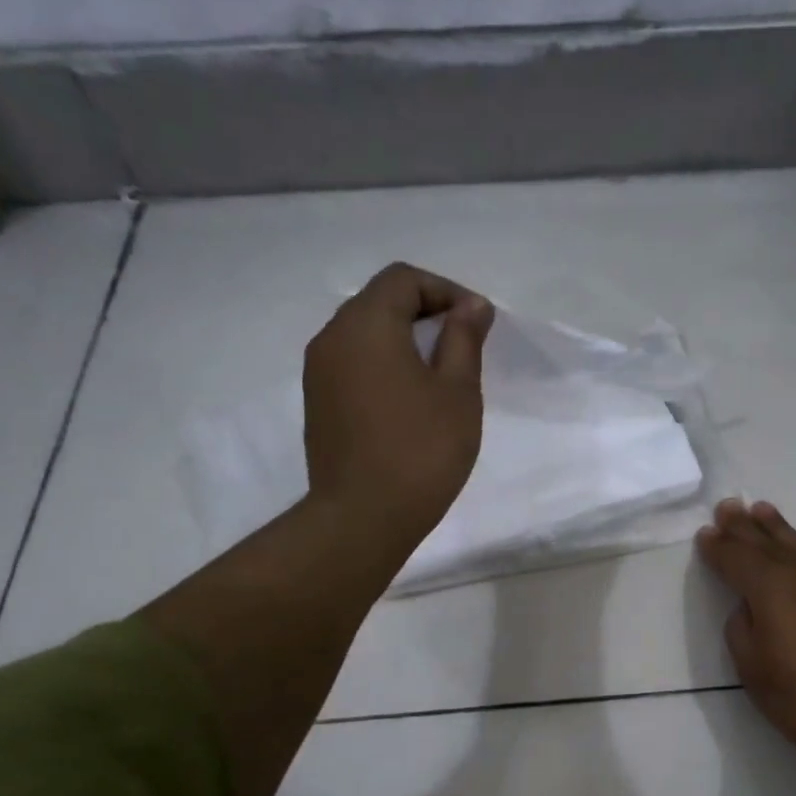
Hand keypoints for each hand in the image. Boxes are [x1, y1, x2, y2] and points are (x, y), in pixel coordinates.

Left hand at [303, 262, 493, 557]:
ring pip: (364, 334)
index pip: (404, 279)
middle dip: (426, 313)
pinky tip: (410, 401)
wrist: (363, 517)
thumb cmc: (421, 450)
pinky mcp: (318, 403)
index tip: (477, 323)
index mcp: (366, 324)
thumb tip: (471, 305)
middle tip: (463, 346)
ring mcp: (318, 373)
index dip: (445, 291)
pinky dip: (384, 365)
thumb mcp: (458, 390)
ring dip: (404, 340)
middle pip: (380, 301)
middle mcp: (332, 337)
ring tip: (440, 375)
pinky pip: (353, 364)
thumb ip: (464, 338)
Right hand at [697, 498, 795, 780]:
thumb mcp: (752, 667)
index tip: (705, 533)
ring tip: (762, 510)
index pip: (735, 559)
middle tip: (728, 506)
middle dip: (743, 526)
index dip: (717, 547)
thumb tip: (750, 607)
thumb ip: (742, 627)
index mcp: (769, 587)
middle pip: (765, 543)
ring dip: (777, 527)